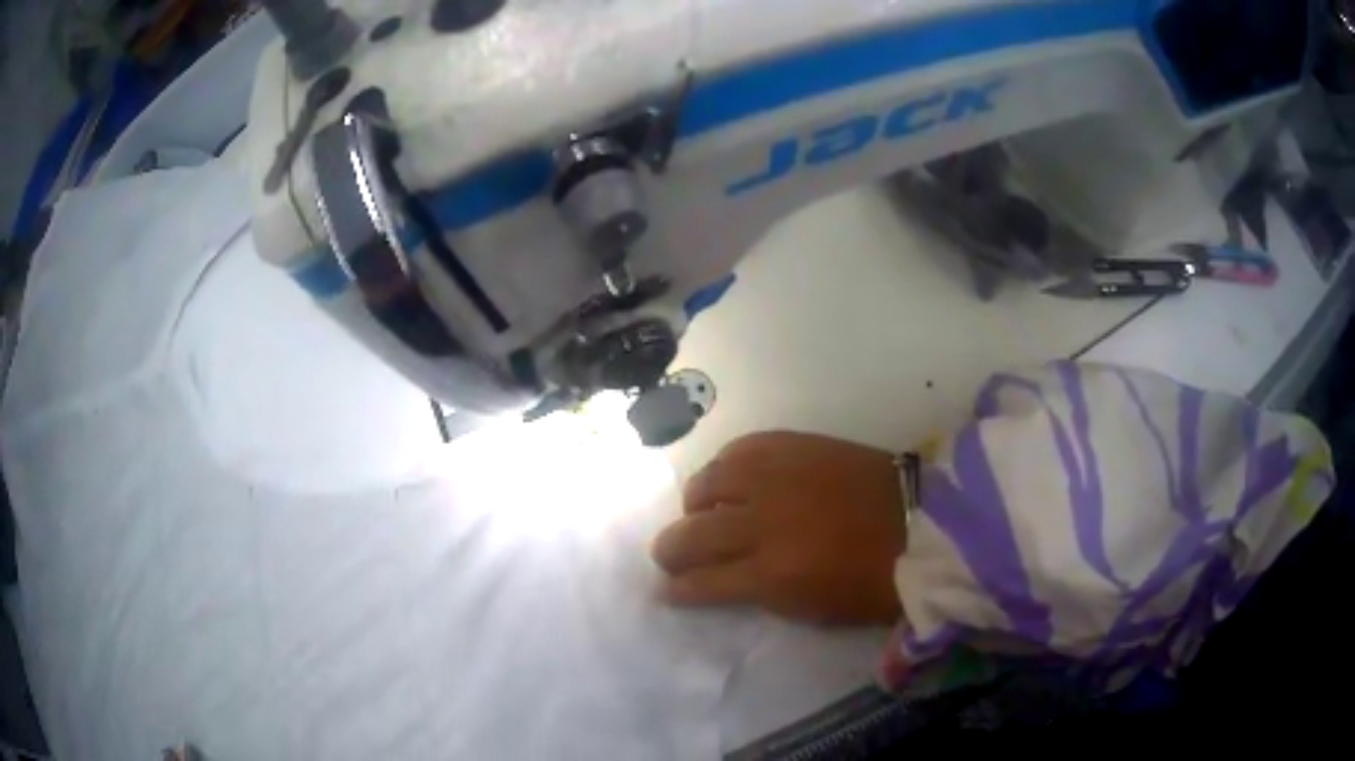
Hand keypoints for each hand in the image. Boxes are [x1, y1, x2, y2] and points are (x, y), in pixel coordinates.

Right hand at [652, 432, 907, 626]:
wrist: (923, 523)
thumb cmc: (874, 581)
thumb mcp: (814, 609)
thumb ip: (762, 594)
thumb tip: (726, 579)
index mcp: (772, 574)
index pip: (702, 583)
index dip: (677, 588)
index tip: (666, 589)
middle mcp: (763, 522)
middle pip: (693, 533)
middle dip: (670, 549)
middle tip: (667, 554)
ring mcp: (777, 477)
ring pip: (709, 483)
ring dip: (696, 503)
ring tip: (700, 510)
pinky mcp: (795, 445)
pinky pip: (741, 449)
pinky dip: (726, 466)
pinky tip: (729, 476)